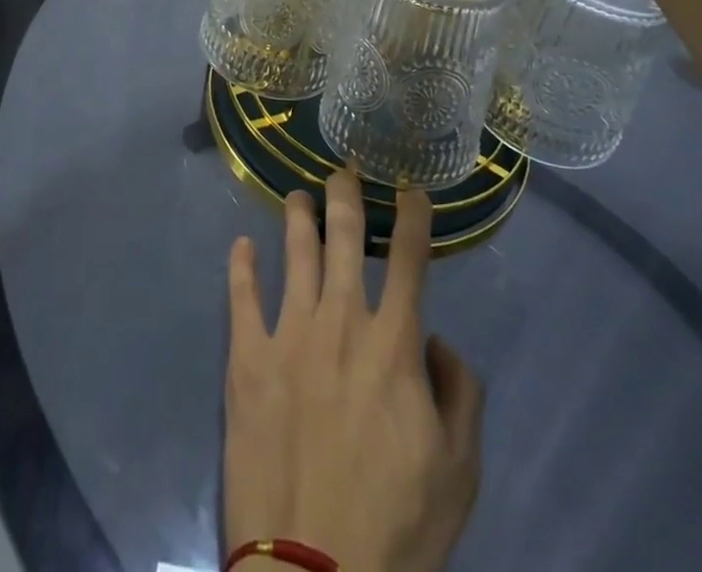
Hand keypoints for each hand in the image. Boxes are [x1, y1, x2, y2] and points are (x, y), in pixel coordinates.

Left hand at [223, 171, 483, 571]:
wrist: (315, 571)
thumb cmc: (397, 526)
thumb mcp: (460, 471)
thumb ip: (460, 394)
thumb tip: (434, 340)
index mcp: (393, 343)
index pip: (408, 259)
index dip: (412, 217)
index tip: (410, 188)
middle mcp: (340, 321)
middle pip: (343, 237)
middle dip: (345, 196)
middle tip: (343, 170)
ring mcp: (288, 334)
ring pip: (294, 252)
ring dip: (297, 217)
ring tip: (298, 195)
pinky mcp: (246, 357)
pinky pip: (241, 296)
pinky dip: (241, 266)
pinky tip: (241, 244)